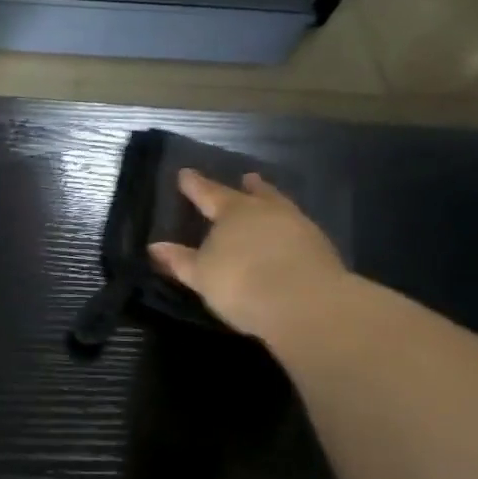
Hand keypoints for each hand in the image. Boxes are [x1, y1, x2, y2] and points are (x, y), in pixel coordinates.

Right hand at [148, 170, 347, 340]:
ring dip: (272, 203)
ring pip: (281, 208)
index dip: (195, 185)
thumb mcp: (201, 274)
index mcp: (233, 212)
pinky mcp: (322, 249)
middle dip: (248, 188)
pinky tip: (286, 237)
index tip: (185, 173)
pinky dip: (288, 229)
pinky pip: (298, 230)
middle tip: (247, 178)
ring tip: (267, 203)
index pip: (209, 193)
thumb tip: (155, 247)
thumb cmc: (241, 282)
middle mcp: (267, 212)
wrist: (306, 305)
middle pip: (256, 194)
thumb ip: (179, 260)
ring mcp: (299, 227)